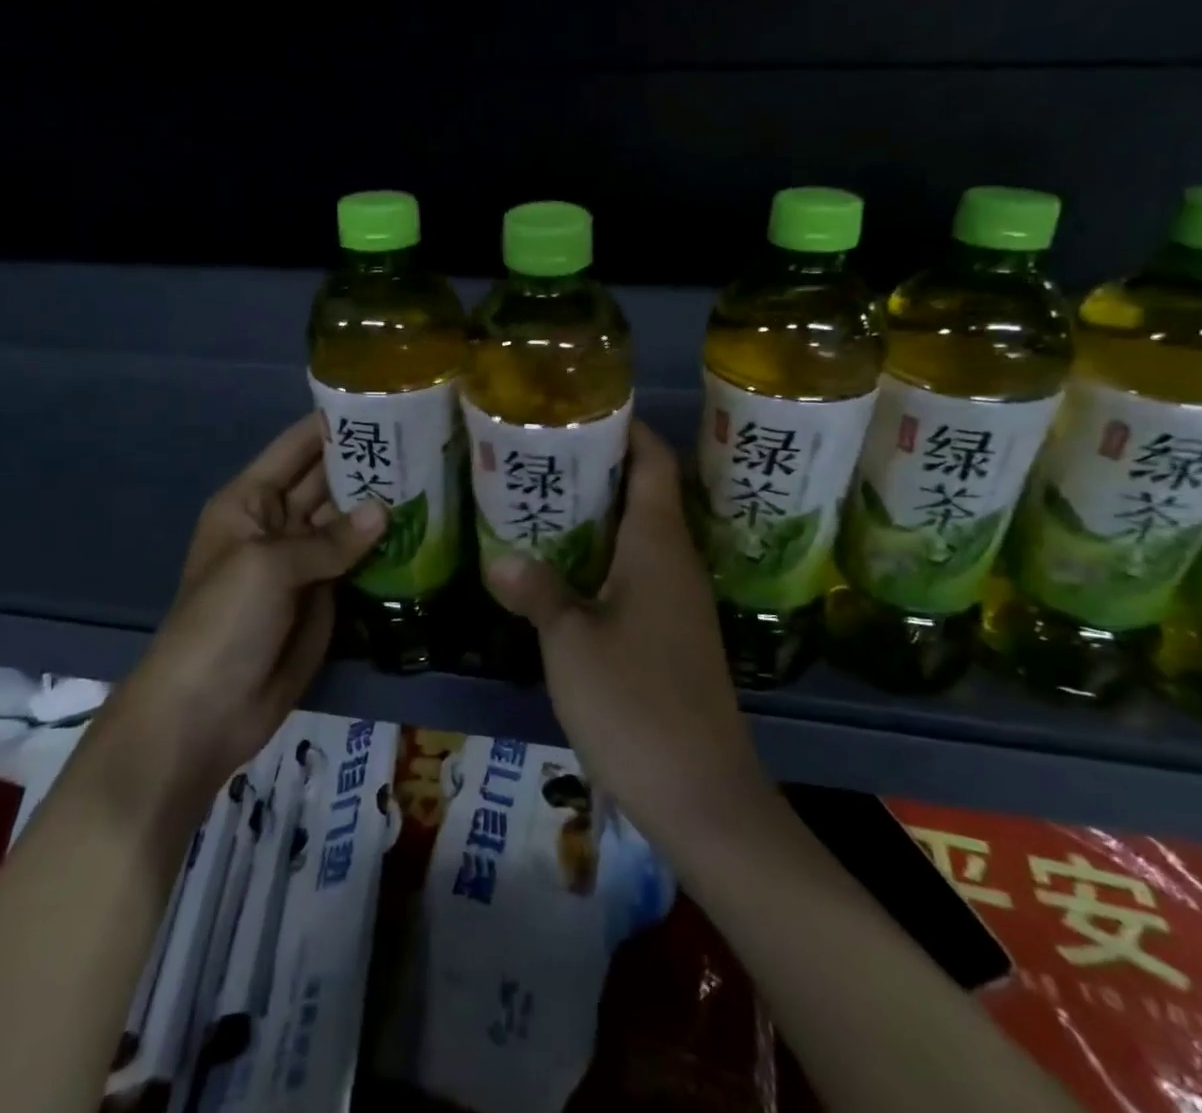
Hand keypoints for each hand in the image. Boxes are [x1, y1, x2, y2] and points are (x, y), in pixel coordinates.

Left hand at [81, 416, 386, 832]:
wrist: (205, 712)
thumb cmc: (223, 623)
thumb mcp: (268, 568)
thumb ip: (329, 539)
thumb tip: (386, 510)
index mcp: (251, 500)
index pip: (297, 447)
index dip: (333, 424)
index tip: (383, 400)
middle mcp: (279, 522)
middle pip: (328, 481)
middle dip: (369, 462)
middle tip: (426, 437)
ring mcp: (305, 561)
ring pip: (349, 521)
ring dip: (384, 503)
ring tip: (436, 474)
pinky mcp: (328, 596)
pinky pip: (360, 562)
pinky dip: (387, 548)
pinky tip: (426, 528)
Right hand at [484, 421, 770, 856]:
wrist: (701, 794)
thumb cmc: (635, 702)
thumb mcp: (571, 642)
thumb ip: (537, 591)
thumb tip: (500, 557)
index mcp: (659, 545)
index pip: (654, 462)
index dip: (628, 428)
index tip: (584, 408)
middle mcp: (676, 561)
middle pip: (644, 492)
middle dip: (599, 467)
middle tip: (541, 453)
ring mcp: (678, 600)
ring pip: (638, 535)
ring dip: (598, 514)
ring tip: (542, 500)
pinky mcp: (672, 633)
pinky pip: (637, 572)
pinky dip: (603, 557)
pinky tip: (563, 570)